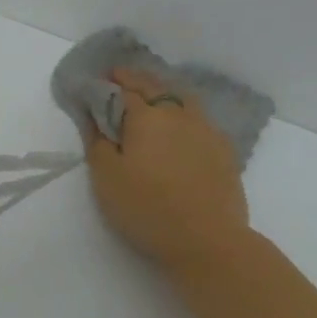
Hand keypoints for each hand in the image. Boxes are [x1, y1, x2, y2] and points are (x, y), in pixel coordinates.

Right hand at [87, 67, 250, 274]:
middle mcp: (179, 114)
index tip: (96, 81)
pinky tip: (180, 125)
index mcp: (147, 117)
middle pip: (155, 86)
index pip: (123, 90)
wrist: (208, 240)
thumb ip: (97, 142)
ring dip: (162, 91)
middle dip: (134, 79)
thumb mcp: (107, 179)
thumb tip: (93, 115)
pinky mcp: (224, 149)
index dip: (107, 84)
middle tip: (119, 77)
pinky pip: (199, 118)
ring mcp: (206, 129)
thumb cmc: (148, 208)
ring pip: (182, 98)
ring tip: (151, 95)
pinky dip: (183, 112)